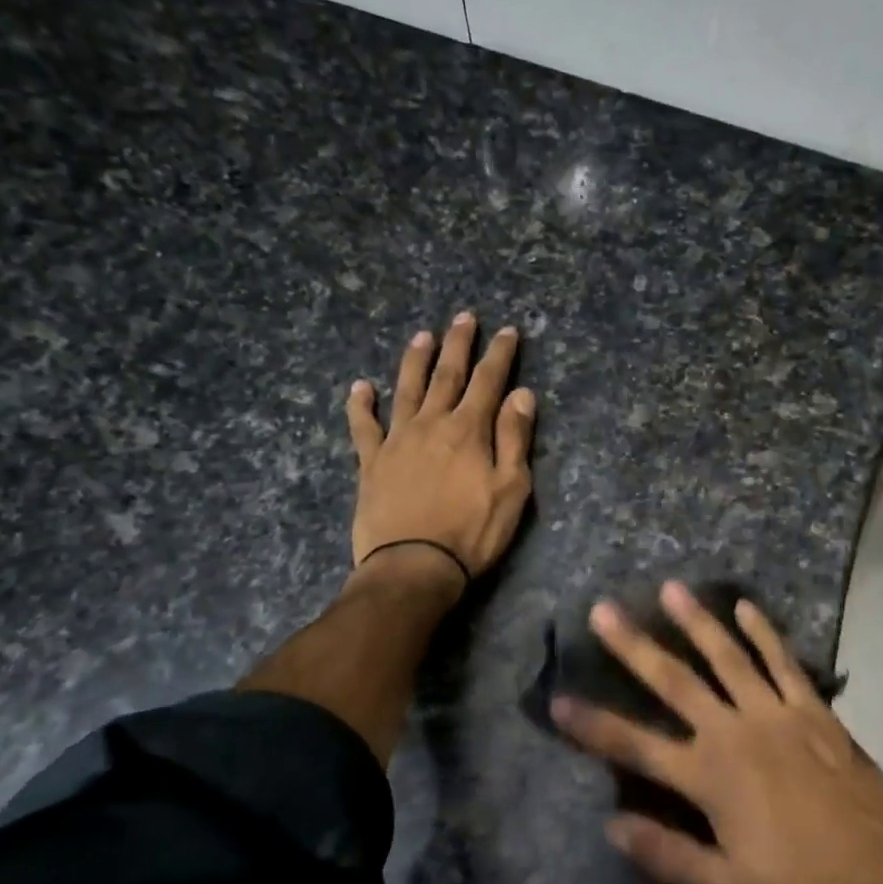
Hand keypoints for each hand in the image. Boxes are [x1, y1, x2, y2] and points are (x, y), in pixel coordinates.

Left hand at [346, 313, 535, 589]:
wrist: (413, 566)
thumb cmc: (472, 532)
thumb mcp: (511, 489)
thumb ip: (514, 438)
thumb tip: (522, 395)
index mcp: (469, 430)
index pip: (488, 381)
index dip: (499, 355)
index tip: (506, 331)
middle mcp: (432, 424)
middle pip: (447, 375)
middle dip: (458, 344)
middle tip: (464, 317)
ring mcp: (397, 440)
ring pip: (406, 389)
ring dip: (415, 360)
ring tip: (422, 336)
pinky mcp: (371, 462)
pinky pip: (363, 426)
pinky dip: (361, 404)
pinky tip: (360, 387)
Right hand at [553, 581, 882, 883]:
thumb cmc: (801, 882)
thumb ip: (669, 853)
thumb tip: (612, 825)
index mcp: (708, 777)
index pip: (636, 745)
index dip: (593, 725)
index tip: (559, 699)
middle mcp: (733, 732)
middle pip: (674, 681)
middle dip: (634, 646)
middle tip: (604, 610)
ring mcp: (774, 712)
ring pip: (726, 656)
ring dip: (696, 621)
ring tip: (670, 588)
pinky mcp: (810, 707)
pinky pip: (782, 660)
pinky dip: (763, 632)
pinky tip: (745, 606)